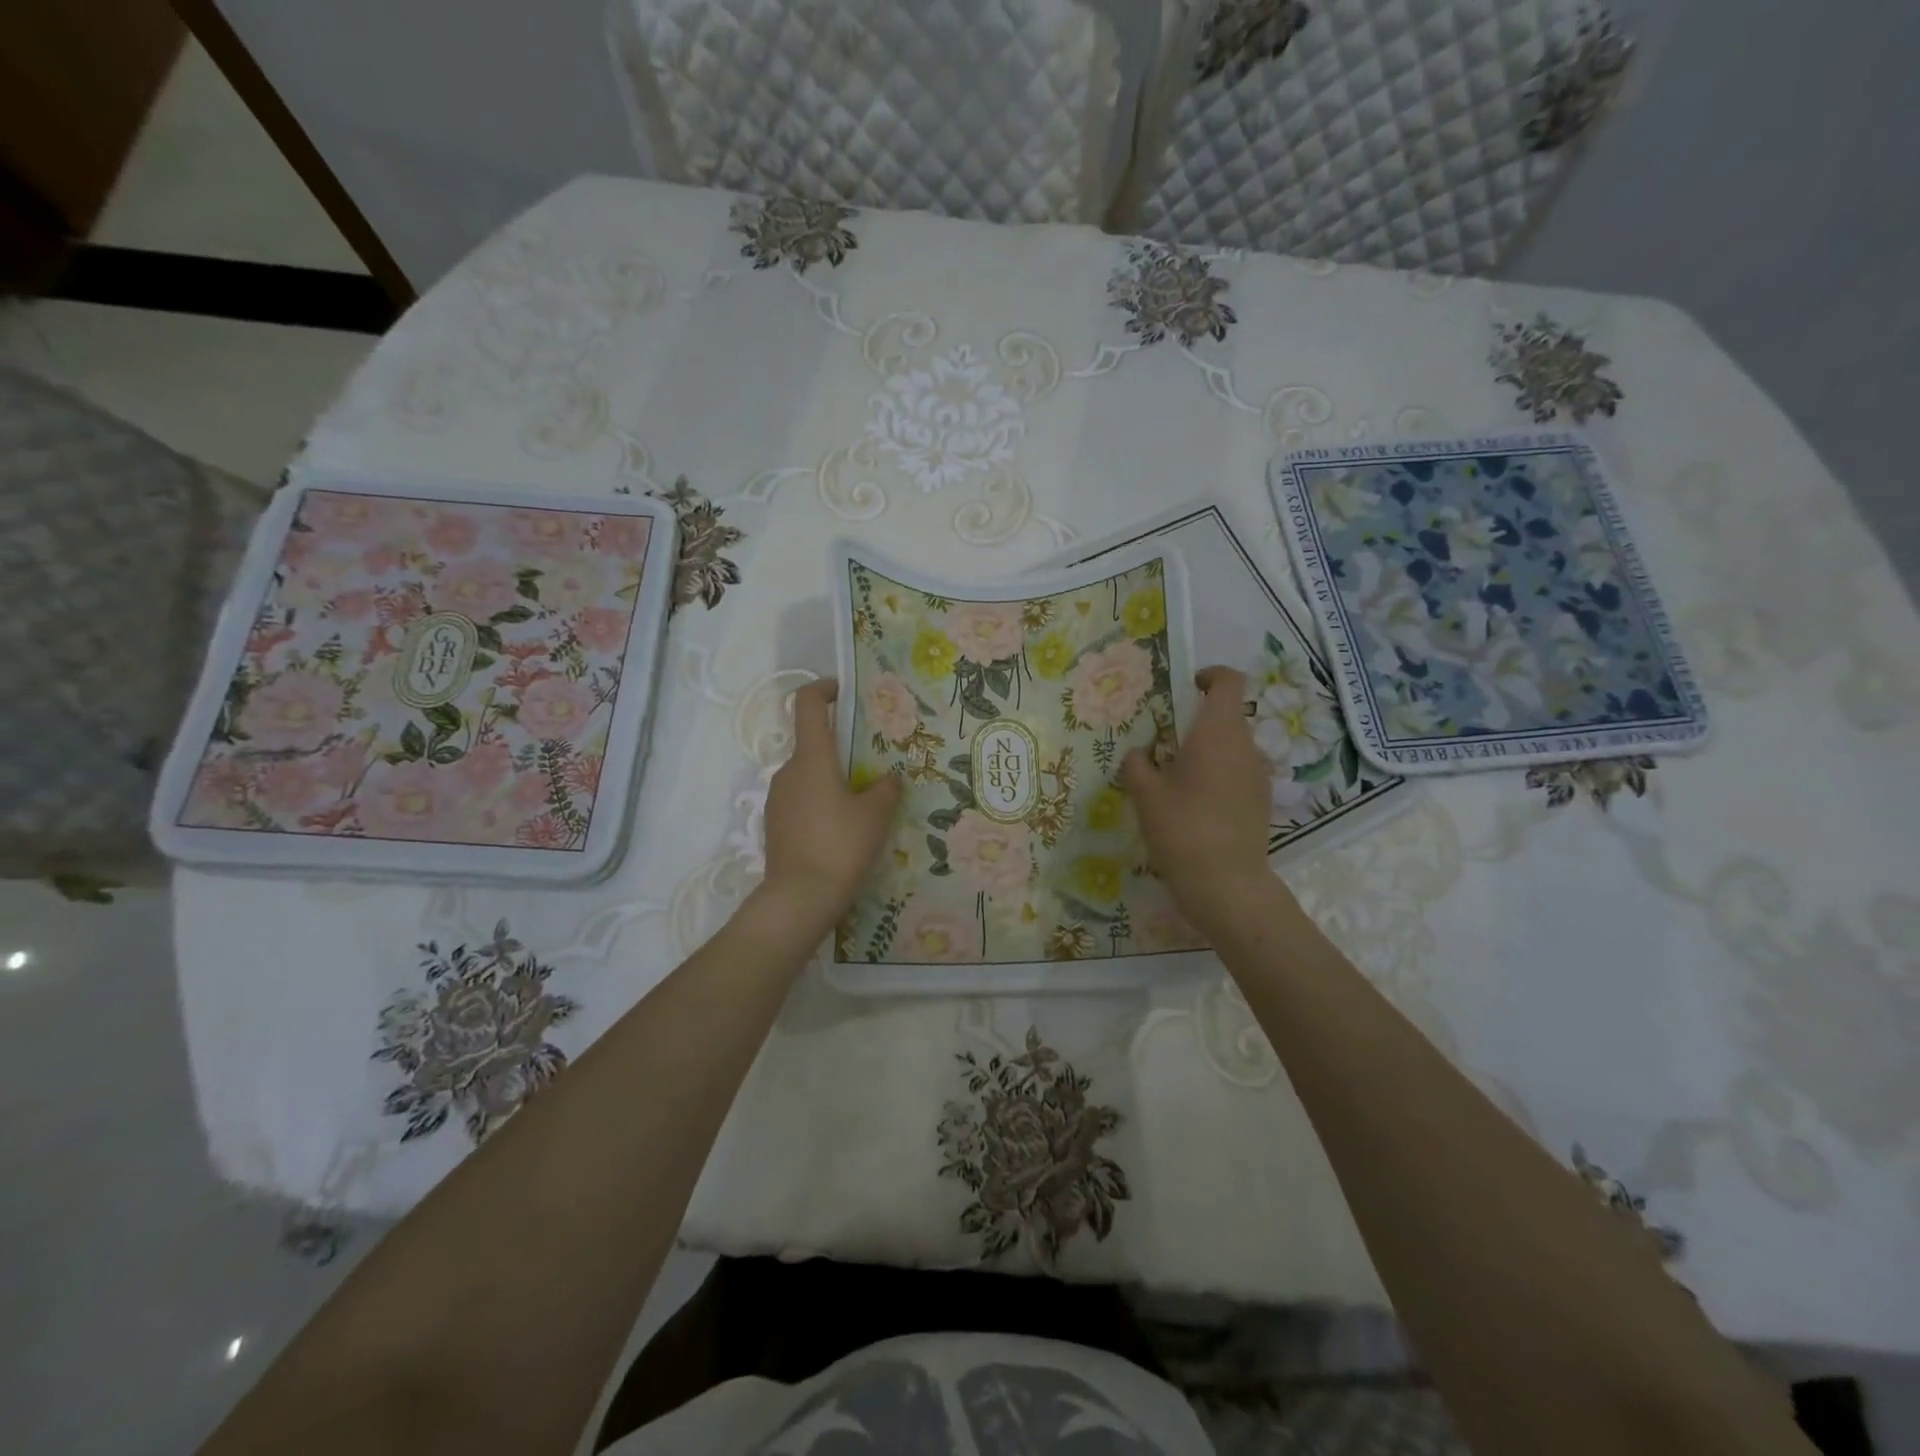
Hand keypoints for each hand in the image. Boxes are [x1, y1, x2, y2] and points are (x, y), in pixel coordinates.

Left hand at [756, 679, 901, 936]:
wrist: (798, 899)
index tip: (845, 692)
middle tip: (875, 763)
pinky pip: (802, 800)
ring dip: (834, 778)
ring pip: (809, 775)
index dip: (824, 689)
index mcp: (811, 758)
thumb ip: (886, 788)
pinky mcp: (775, 825)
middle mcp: (788, 771)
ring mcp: (777, 799)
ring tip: (865, 802)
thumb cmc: (840, 847)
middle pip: (813, 743)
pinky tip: (844, 829)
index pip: (807, 704)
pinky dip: (822, 802)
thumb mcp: (875, 815)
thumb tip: (889, 778)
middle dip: (843, 747)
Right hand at [1121, 666, 1276, 933]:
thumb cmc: (1181, 828)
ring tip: (1178, 780)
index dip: (1210, 675)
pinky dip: (1219, 776)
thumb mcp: (1145, 794)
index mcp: (1218, 732)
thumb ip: (1137, 764)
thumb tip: (1139, 754)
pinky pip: (1239, 772)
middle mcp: (1246, 746)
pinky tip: (1196, 806)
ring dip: (1208, 752)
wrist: (1226, 883)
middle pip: (1228, 716)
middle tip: (1165, 746)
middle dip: (1198, 723)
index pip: (1229, 682)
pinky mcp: (1262, 800)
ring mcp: (1259, 774)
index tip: (1187, 686)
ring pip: (1233, 747)